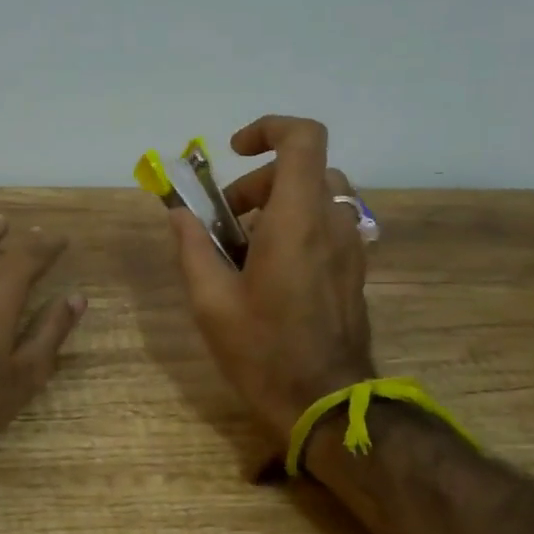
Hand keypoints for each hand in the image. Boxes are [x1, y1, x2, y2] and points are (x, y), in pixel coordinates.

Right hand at [170, 115, 374, 442]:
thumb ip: (193, 248)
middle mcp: (332, 222)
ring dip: (279, 204)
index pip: (302, 139)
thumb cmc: (263, 352)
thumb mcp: (211, 302)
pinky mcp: (355, 269)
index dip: (268, 129)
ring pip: (318, 196)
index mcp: (297, 220)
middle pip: (304, 169)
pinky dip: (297, 226)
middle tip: (226, 222)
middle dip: (259, 182)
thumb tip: (179, 214)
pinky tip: (271, 270)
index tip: (234, 153)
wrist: (326, 403)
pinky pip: (327, 225)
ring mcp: (350, 246)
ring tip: (246, 248)